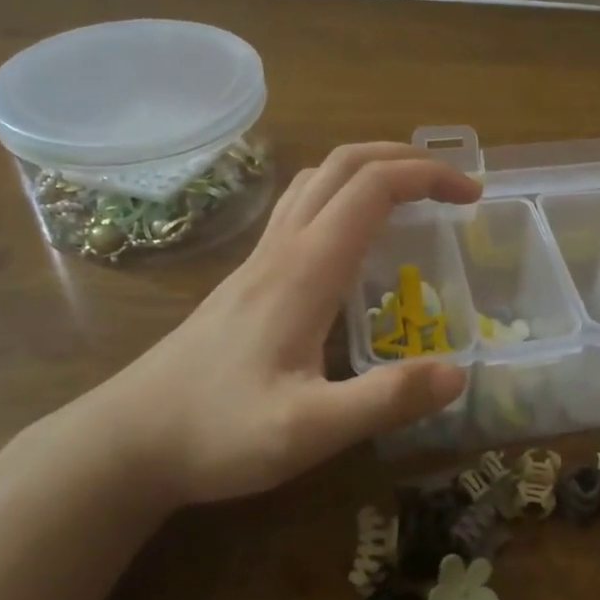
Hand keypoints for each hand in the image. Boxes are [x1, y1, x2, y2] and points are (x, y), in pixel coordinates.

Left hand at [72, 143, 479, 507]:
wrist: (128, 441)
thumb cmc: (216, 433)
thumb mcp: (308, 431)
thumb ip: (384, 400)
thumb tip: (459, 373)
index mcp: (304, 269)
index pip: (373, 188)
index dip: (428, 177)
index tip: (472, 196)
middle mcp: (282, 249)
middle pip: (344, 165)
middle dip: (405, 159)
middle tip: (452, 185)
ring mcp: (259, 260)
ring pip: (317, 180)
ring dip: (371, 169)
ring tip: (412, 196)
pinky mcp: (248, 278)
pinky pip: (301, 209)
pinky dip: (343, 195)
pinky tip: (355, 237)